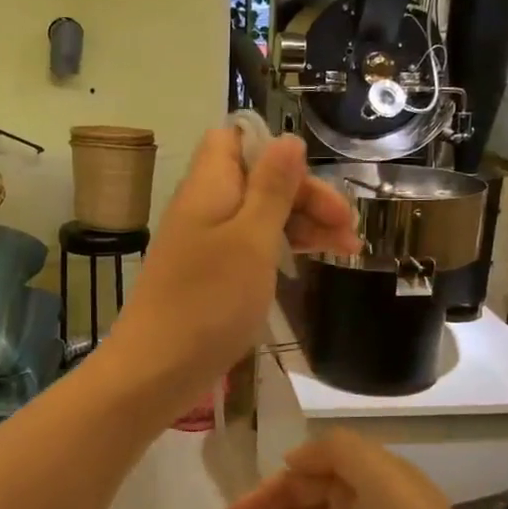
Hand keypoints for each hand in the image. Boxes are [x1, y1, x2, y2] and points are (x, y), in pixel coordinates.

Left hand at [102, 128, 360, 412]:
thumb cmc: (209, 300)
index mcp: (209, 185)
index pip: (236, 139)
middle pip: (258, 179)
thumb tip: (289, 139)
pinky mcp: (209, 275)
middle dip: (306, 195)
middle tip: (349, 228)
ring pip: (259, 215)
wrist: (158, 369)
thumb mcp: (251, 238)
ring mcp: (205, 242)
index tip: (311, 181)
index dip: (275, 151)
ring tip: (348, 249)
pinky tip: (311, 262)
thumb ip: (272, 187)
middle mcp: (204, 206)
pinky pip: (250, 246)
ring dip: (303, 224)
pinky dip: (281, 249)